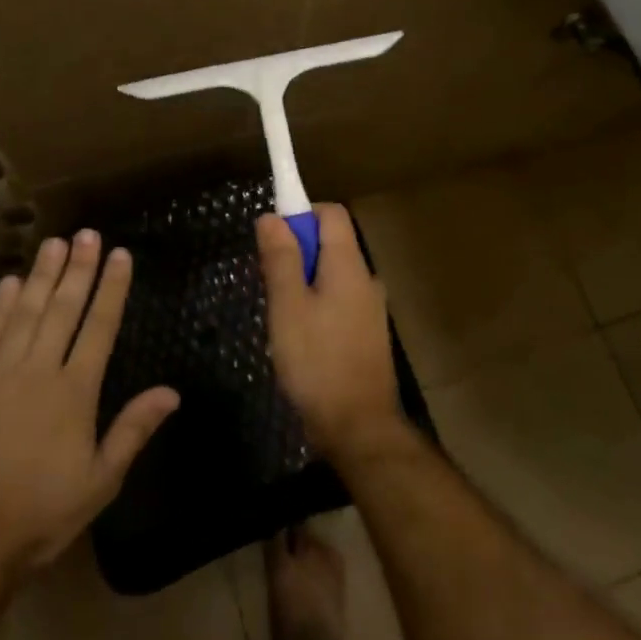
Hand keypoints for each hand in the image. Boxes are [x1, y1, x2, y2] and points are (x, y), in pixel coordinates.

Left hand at [0, 232, 179, 583]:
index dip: (111, 288)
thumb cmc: (39, 514)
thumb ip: (133, 430)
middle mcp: (38, 371)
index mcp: (75, 392)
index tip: (120, 254)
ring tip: (54, 243)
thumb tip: (171, 392)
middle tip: (87, 233)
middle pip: (62, 309)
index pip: (99, 327)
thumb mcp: (99, 482)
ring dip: (41, 275)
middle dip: (78, 269)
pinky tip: (8, 282)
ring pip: (24, 312)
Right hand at [257, 204, 406, 464]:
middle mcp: (366, 279)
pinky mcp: (368, 334)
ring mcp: (371, 308)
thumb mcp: (288, 306)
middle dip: (297, 252)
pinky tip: (300, 338)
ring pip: (333, 275)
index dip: (301, 213)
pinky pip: (339, 301)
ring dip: (305, 282)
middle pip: (331, 243)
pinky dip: (317, 305)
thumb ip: (281, 258)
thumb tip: (272, 216)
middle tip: (269, 284)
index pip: (331, 213)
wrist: (358, 427)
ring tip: (280, 316)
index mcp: (349, 265)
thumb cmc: (317, 361)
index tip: (273, 236)